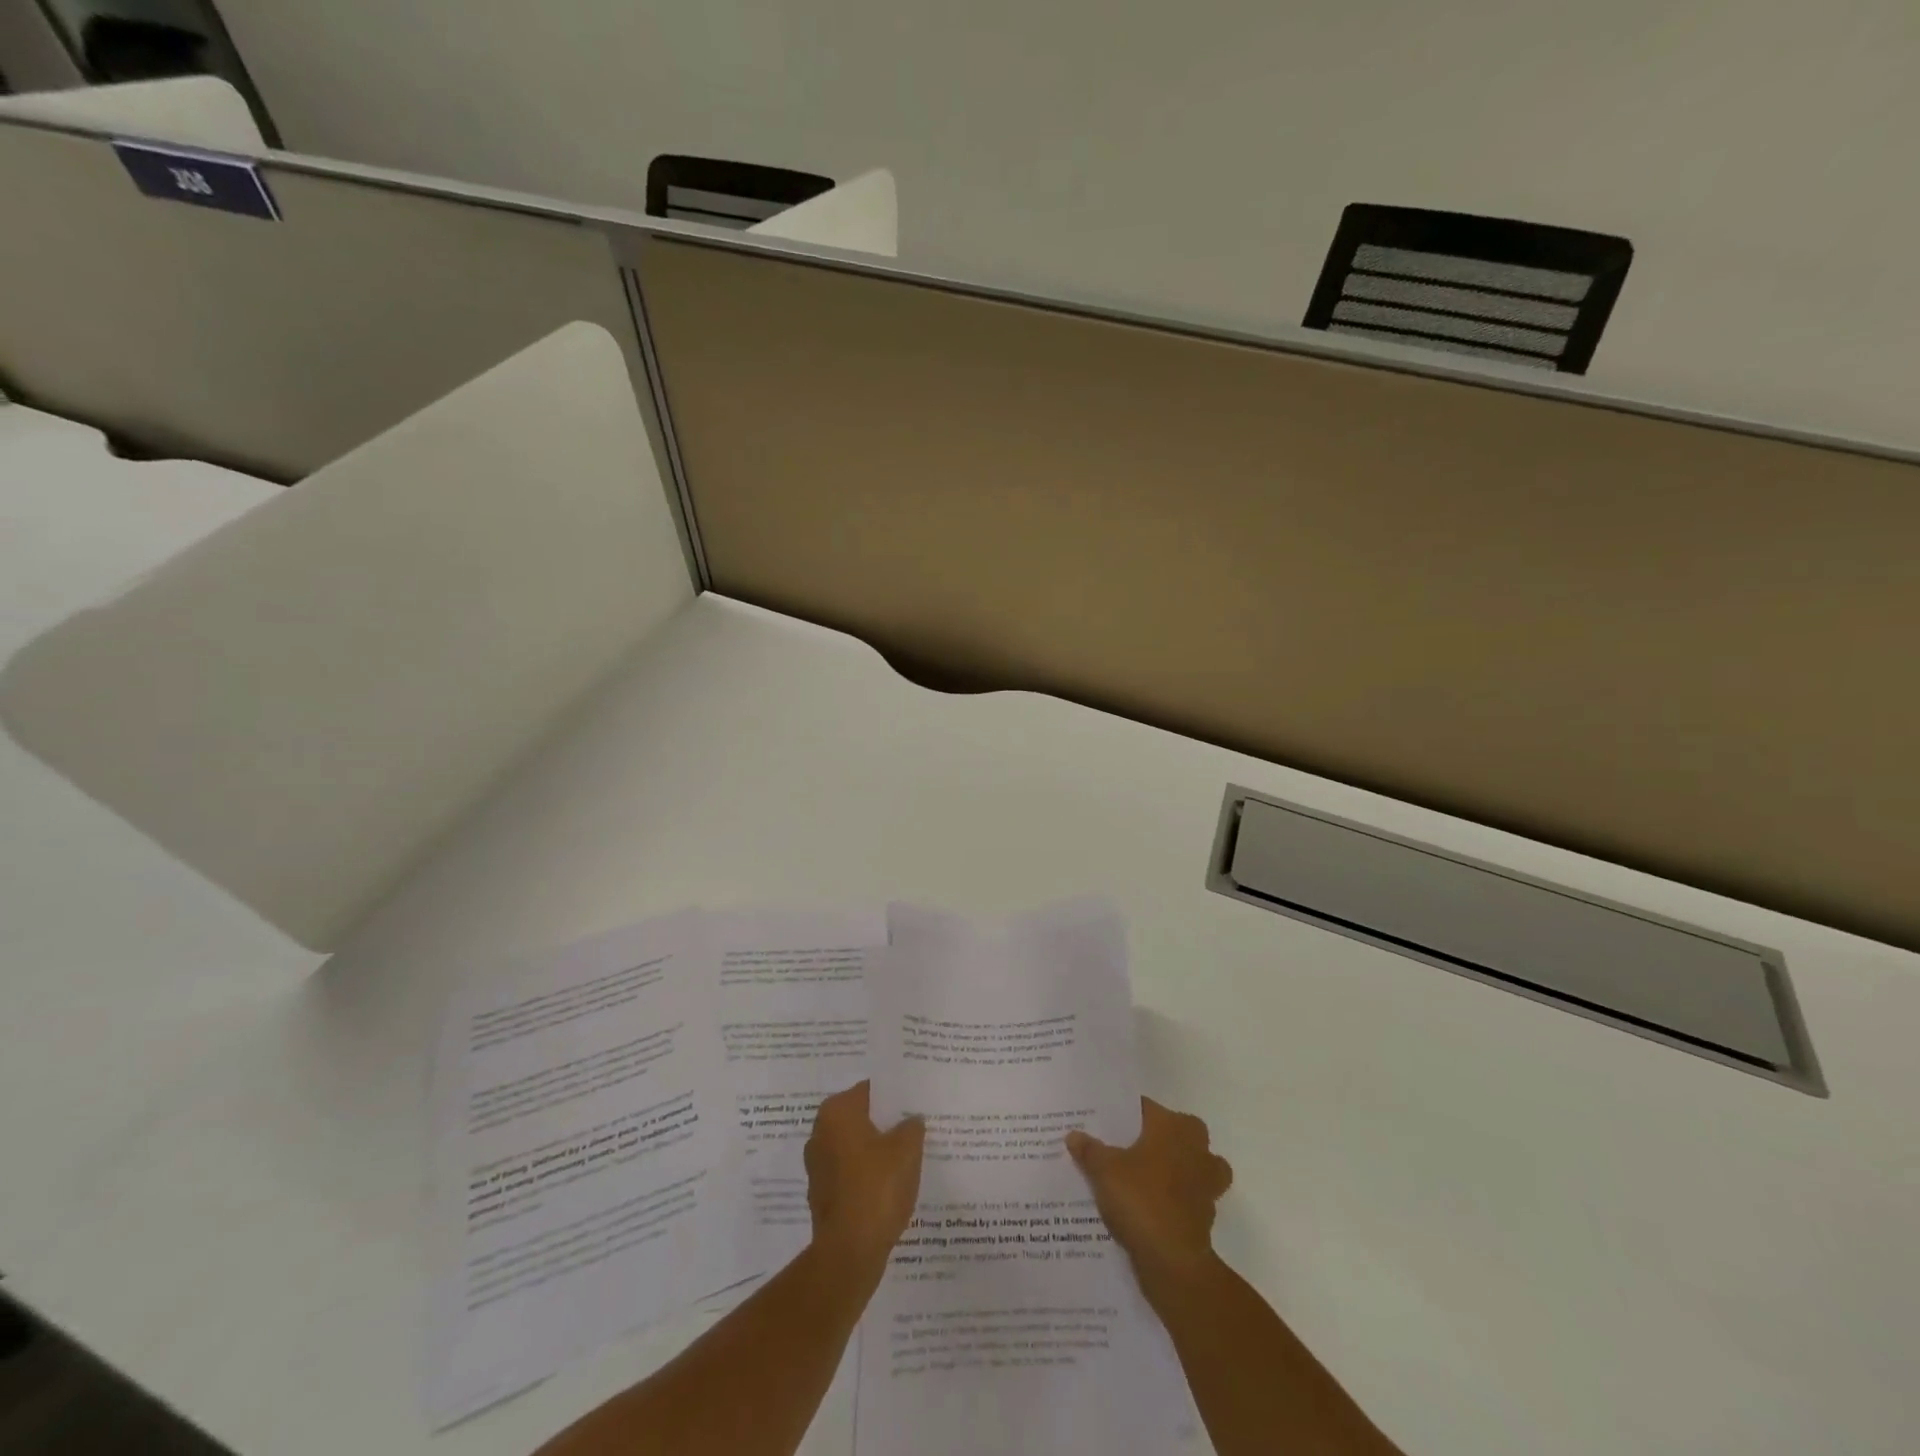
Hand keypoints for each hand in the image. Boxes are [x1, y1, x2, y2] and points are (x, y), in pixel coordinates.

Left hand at [805, 1081, 925, 1285]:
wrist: (850, 1252)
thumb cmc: (877, 1187)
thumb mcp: (907, 1149)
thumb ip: (912, 1126)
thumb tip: (911, 1120)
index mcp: (836, 1112)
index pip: (869, 1091)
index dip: (894, 1096)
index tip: (914, 1102)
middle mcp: (820, 1133)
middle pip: (860, 1118)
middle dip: (885, 1124)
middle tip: (915, 1127)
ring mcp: (818, 1166)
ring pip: (855, 1148)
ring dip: (876, 1151)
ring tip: (907, 1157)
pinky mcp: (822, 1195)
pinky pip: (851, 1174)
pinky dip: (867, 1176)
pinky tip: (890, 1185)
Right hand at [1066, 1097, 1232, 1286]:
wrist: (1173, 1261)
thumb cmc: (1140, 1199)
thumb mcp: (1104, 1170)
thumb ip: (1089, 1149)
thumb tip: (1073, 1135)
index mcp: (1173, 1126)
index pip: (1146, 1108)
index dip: (1123, 1115)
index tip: (1105, 1124)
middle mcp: (1196, 1147)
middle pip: (1174, 1132)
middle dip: (1155, 1138)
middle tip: (1124, 1147)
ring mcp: (1207, 1182)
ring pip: (1190, 1164)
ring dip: (1173, 1169)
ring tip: (1143, 1177)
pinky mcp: (1206, 1213)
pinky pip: (1189, 1196)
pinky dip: (1174, 1199)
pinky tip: (1150, 1208)